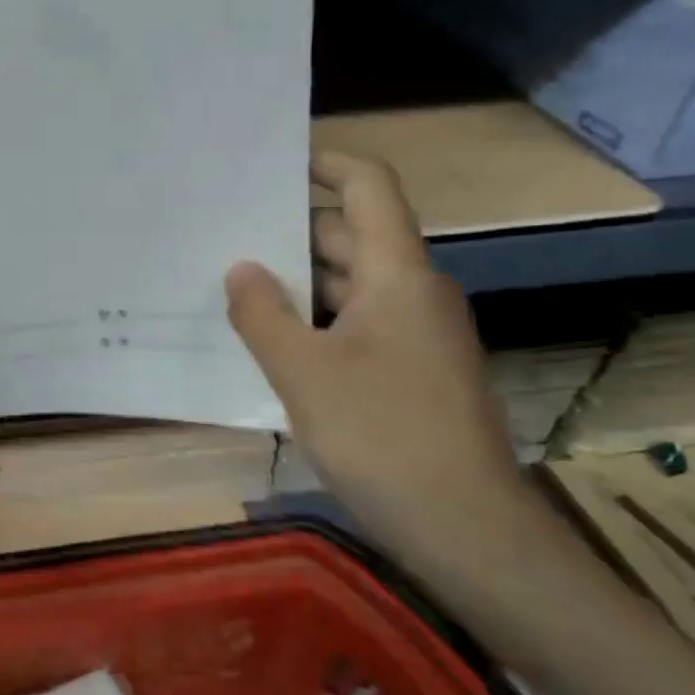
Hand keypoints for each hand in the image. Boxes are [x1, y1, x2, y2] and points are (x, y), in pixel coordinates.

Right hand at [225, 151, 523, 562]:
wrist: (470, 533)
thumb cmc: (385, 438)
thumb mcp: (303, 373)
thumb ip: (262, 313)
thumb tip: (240, 268)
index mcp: (398, 275)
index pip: (369, 187)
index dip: (325, 162)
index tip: (273, 161)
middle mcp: (413, 291)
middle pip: (350, 235)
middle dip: (290, 230)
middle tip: (224, 232)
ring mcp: (417, 332)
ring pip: (350, 283)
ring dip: (298, 280)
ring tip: (234, 283)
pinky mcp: (412, 369)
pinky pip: (356, 321)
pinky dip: (315, 319)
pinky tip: (271, 339)